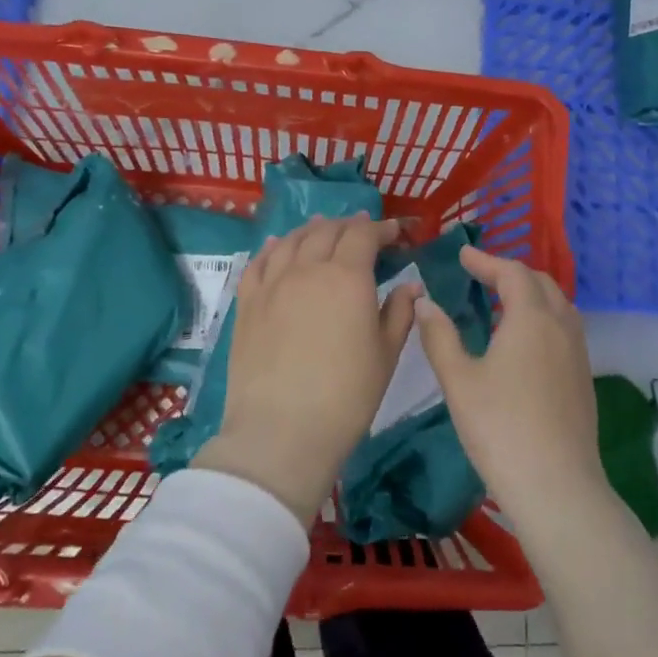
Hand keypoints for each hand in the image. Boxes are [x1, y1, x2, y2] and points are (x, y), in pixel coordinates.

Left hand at [196, 214, 418, 523]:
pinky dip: (271, 247)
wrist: (282, 430)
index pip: (364, 235)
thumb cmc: (347, 395)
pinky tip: (276, 245)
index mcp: (347, 277)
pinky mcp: (247, 304)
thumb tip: (411, 286)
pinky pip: (257, 262)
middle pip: (327, 231)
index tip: (395, 233)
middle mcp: (307, 268)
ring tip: (322, 228)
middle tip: (362, 230)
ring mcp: (272, 284)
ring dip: (311, 230)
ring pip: (291, 240)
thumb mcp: (385, 354)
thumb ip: (399, 313)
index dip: (381, 229)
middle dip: (349, 226)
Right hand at [412, 245, 607, 524]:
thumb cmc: (500, 427)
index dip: (485, 260)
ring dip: (530, 294)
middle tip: (481, 276)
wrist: (556, 485)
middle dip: (510, 273)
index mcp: (532, 318)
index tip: (462, 255)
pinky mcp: (583, 377)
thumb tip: (425, 301)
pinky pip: (564, 328)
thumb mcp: (459, 380)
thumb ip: (439, 336)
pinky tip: (522, 342)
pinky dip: (542, 317)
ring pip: (557, 305)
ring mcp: (578, 352)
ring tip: (500, 304)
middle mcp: (561, 326)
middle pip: (540, 283)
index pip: (511, 272)